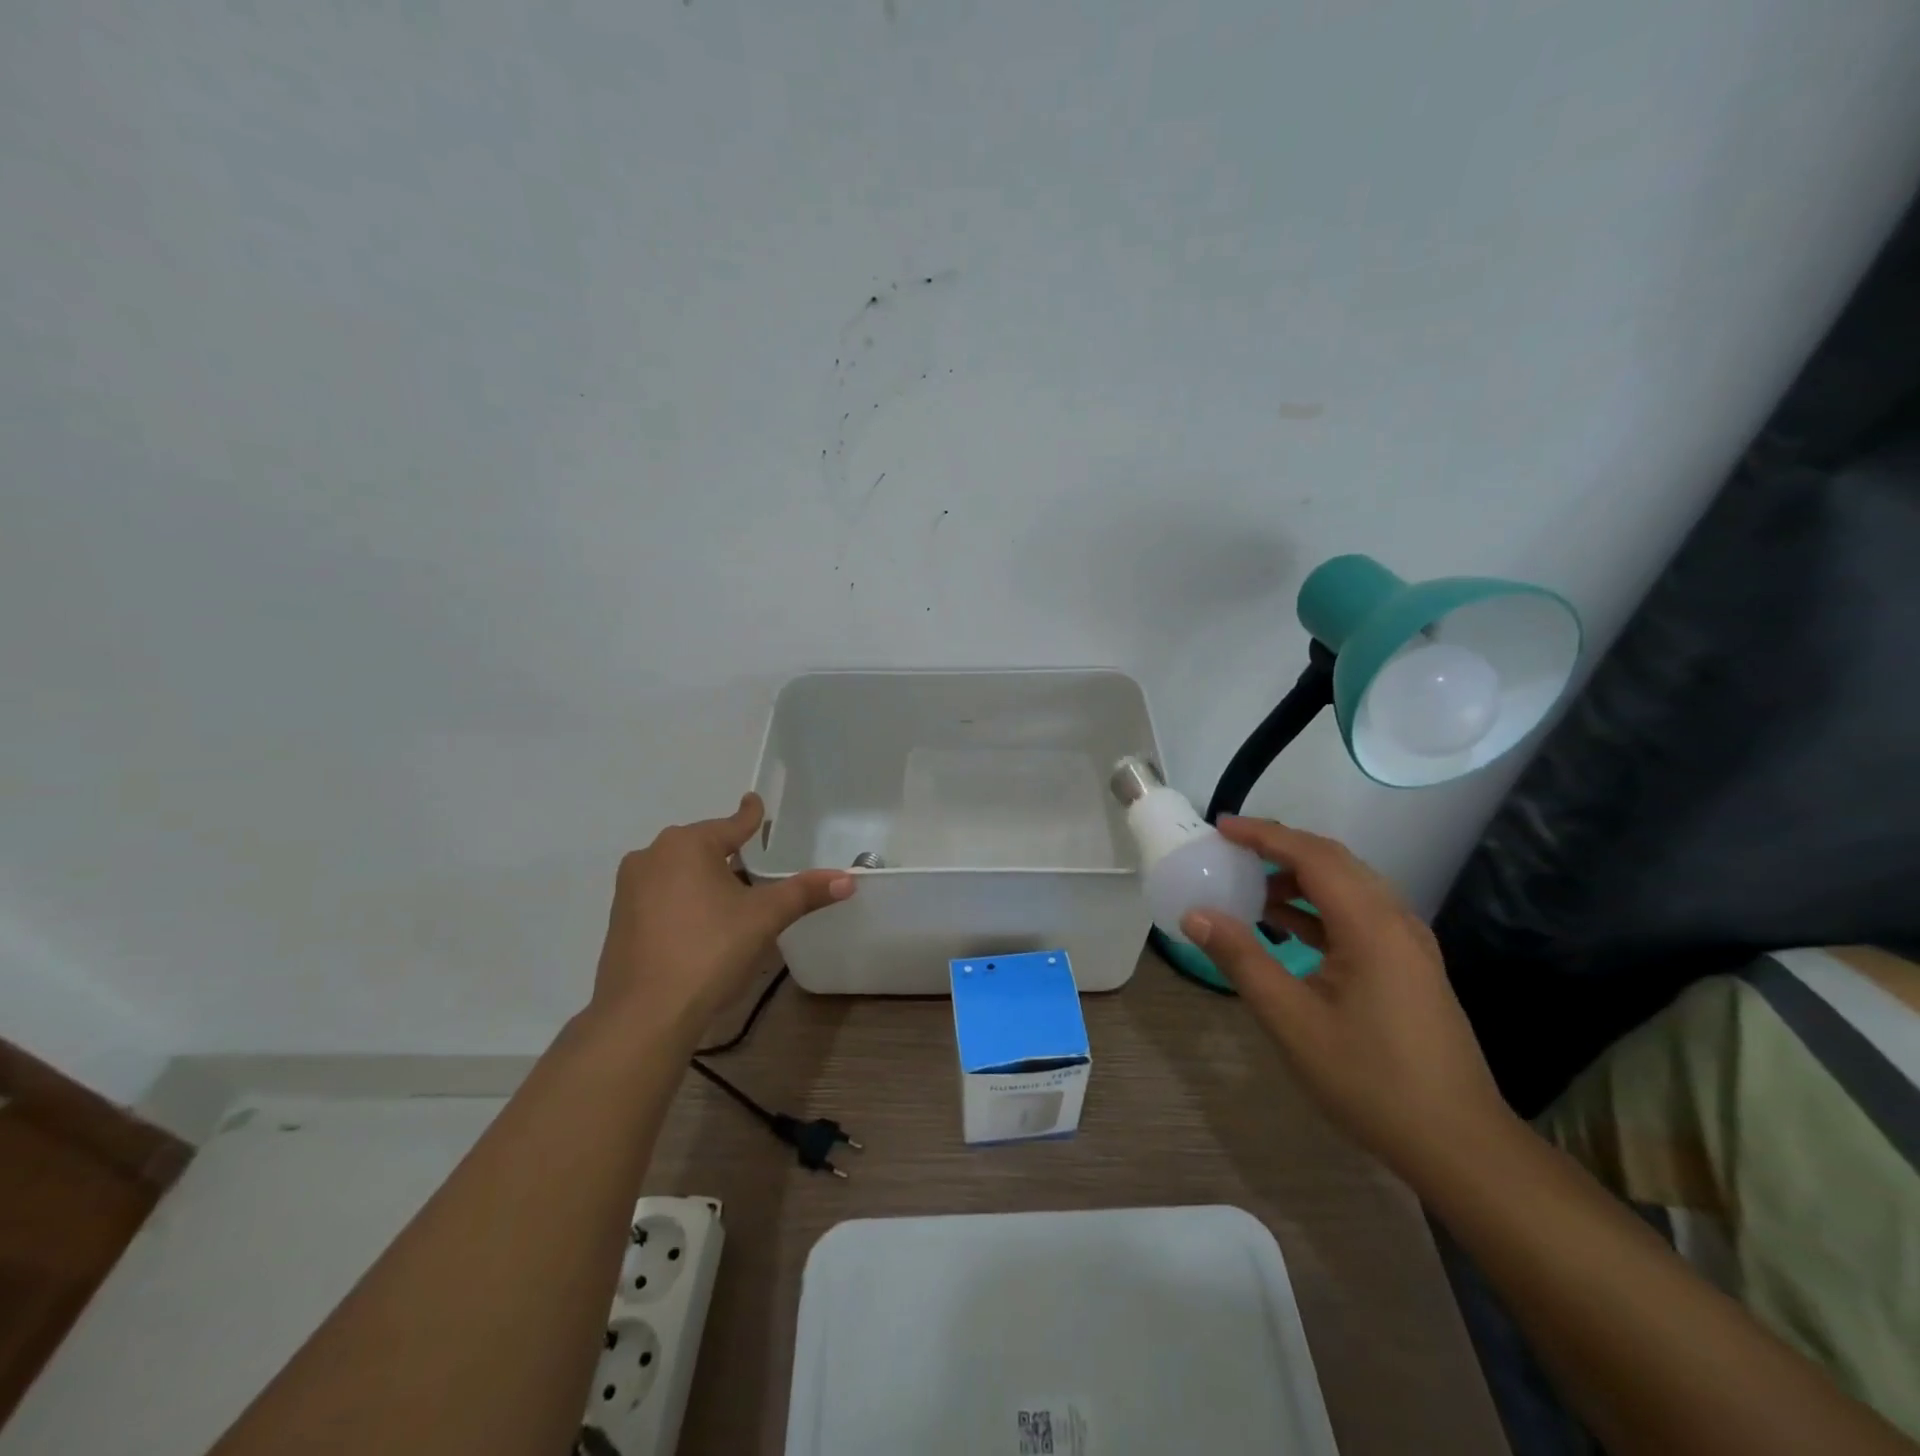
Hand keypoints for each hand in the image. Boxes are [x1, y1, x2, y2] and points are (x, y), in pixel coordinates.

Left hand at [589, 794, 853, 1035]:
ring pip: (680, 870)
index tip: (755, 802)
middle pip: (704, 845)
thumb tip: (848, 879)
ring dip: (706, 877)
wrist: (644, 1014)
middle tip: (757, 862)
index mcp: (687, 844)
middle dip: (729, 851)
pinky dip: (685, 898)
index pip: (732, 823)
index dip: (751, 815)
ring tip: (734, 895)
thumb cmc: (709, 950)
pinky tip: (703, 922)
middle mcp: (652, 855)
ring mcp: (630, 888)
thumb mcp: (764, 918)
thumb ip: (804, 892)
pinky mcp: (620, 918)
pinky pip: (662, 894)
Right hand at [1180, 816, 1514, 1183]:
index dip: (1264, 835)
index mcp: (1370, 925)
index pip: (1312, 855)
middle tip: (1230, 850)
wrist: (1459, 1144)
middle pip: (1334, 861)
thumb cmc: (1371, 1080)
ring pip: (1348, 886)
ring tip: (1249, 887)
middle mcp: (1395, 920)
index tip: (1220, 827)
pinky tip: (1286, 926)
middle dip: (1279, 848)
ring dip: (1298, 877)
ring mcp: (1407, 943)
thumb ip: (1242, 959)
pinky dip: (1317, 907)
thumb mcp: (1292, 1020)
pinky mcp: (1408, 965)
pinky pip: (1357, 914)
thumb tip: (1196, 914)